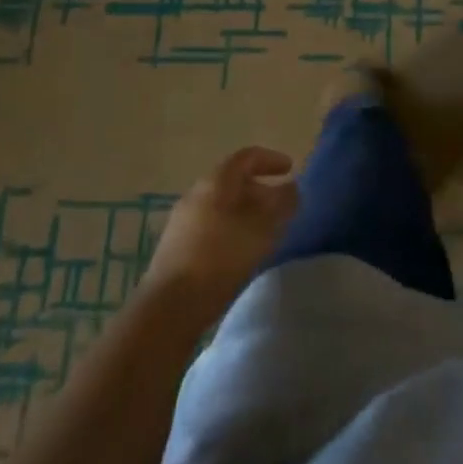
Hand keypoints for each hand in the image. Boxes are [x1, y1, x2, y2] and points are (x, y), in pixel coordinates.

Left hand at [142, 147, 298, 323]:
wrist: (170, 306)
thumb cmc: (222, 257)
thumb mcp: (263, 229)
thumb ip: (282, 204)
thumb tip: (292, 188)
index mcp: (216, 181)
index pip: (247, 157)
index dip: (271, 159)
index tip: (290, 169)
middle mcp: (196, 193)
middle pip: (233, 181)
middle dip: (260, 189)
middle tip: (281, 205)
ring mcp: (182, 220)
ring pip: (221, 205)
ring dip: (245, 211)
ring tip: (265, 230)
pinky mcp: (176, 246)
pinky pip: (210, 225)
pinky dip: (231, 227)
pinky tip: (240, 250)